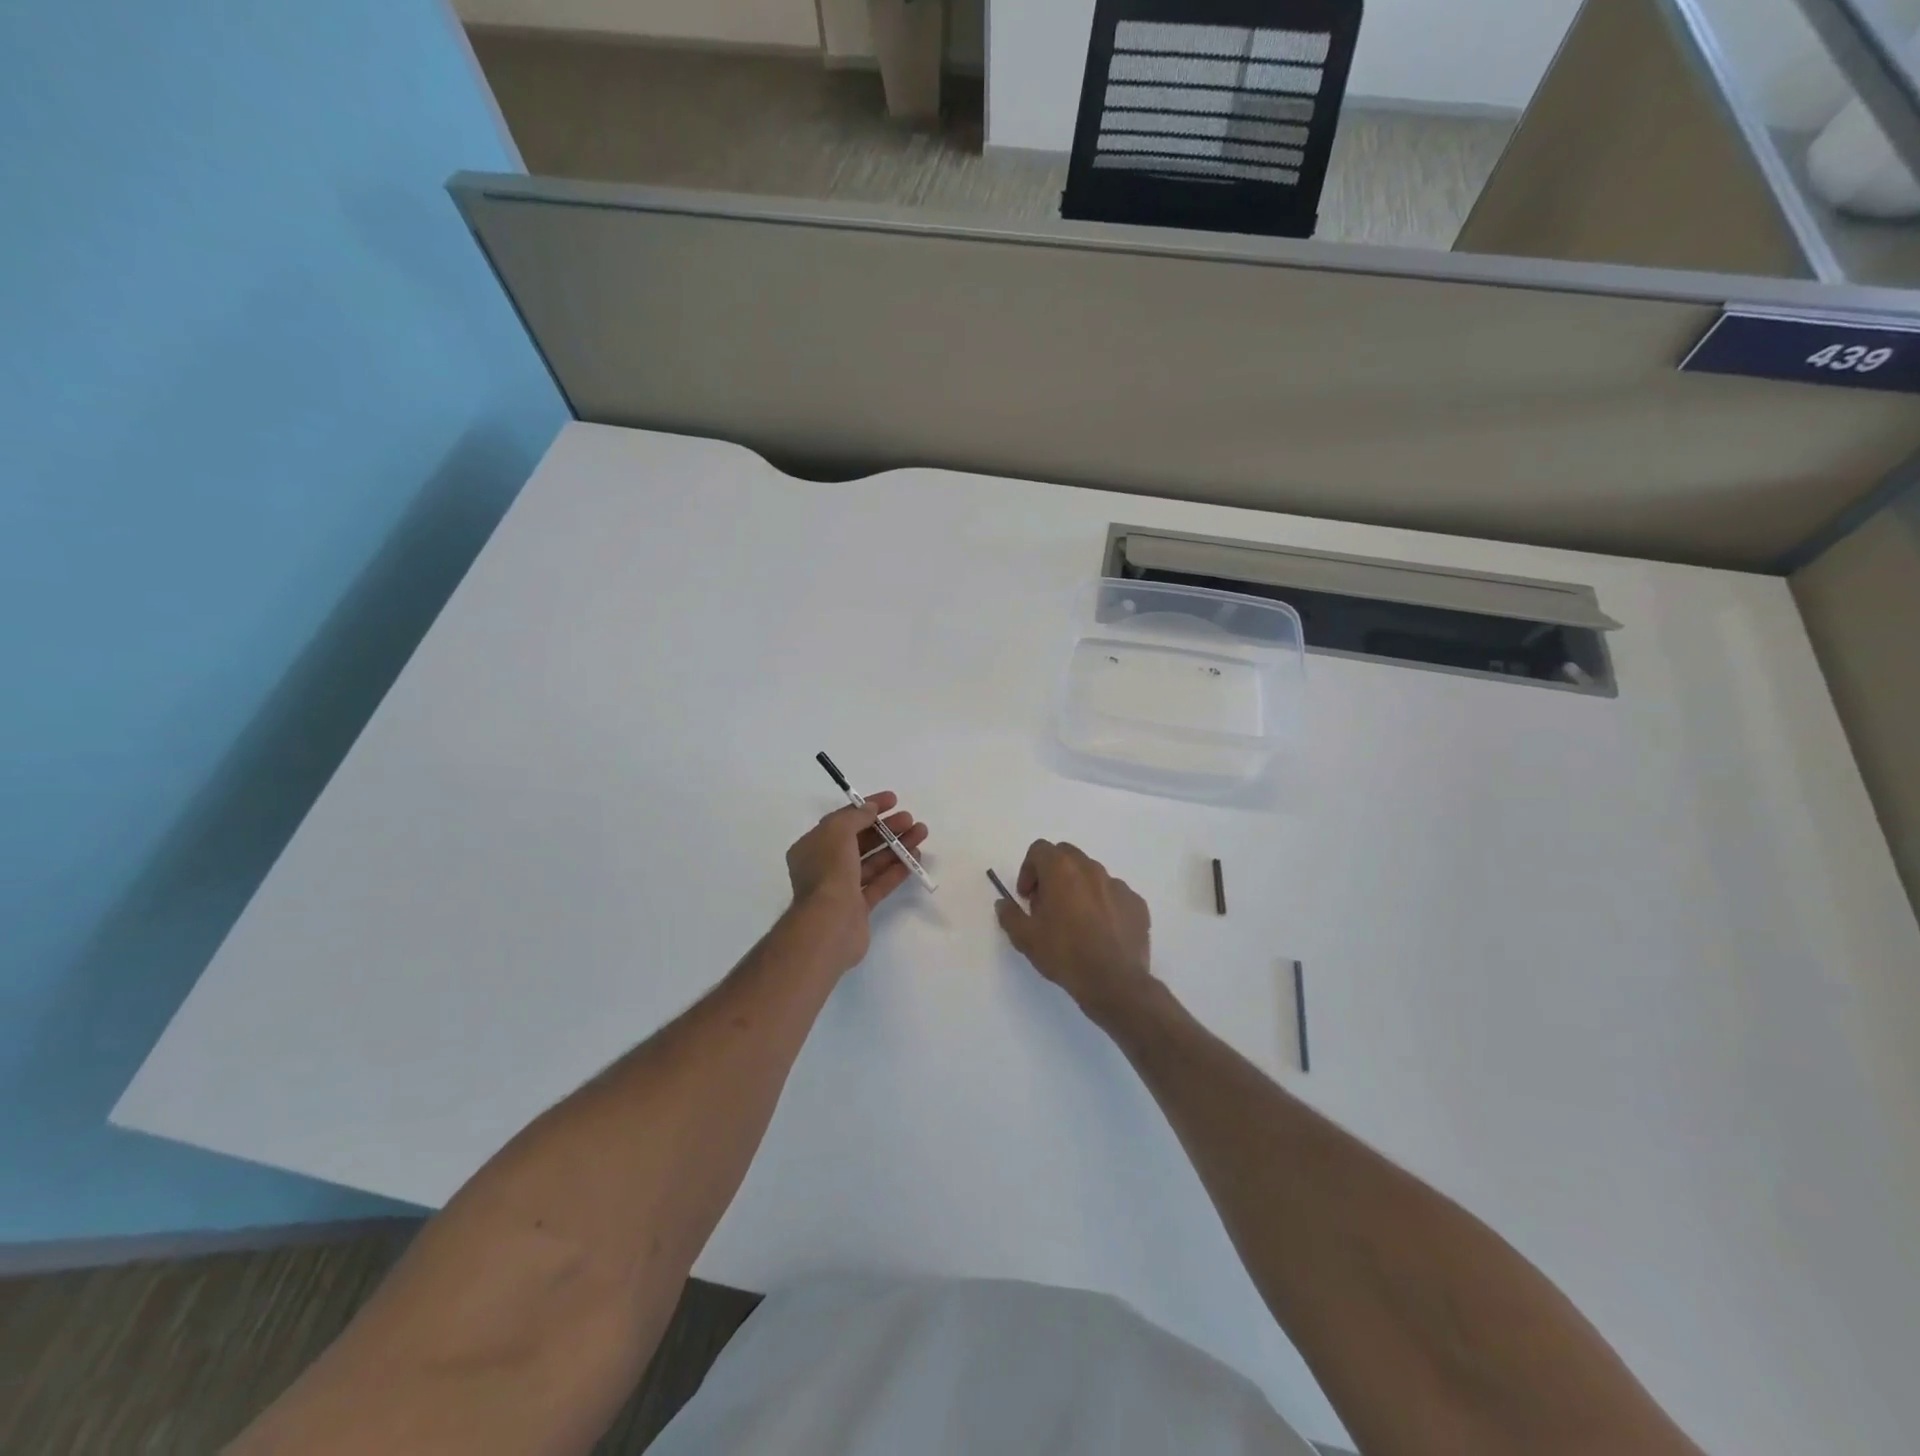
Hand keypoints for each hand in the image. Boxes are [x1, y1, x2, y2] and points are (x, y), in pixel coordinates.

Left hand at [785, 792, 929, 973]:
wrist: (830, 924)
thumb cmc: (829, 872)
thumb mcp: (838, 832)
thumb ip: (856, 817)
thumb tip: (870, 809)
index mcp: (812, 847)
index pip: (842, 820)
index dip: (867, 808)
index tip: (893, 800)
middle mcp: (824, 866)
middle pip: (860, 841)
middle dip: (886, 828)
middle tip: (910, 819)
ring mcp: (841, 888)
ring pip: (872, 861)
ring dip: (896, 847)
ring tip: (920, 834)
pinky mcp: (858, 907)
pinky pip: (879, 883)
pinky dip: (896, 870)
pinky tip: (914, 859)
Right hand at [994, 840, 1153, 1020]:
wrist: (1114, 982)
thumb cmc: (1064, 954)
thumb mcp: (1025, 938)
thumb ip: (1009, 915)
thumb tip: (1003, 903)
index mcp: (1062, 870)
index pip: (1039, 849)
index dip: (1028, 870)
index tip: (1027, 897)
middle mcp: (1091, 869)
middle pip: (1066, 855)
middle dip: (1053, 873)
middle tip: (1047, 904)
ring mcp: (1118, 885)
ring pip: (1092, 874)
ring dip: (1078, 888)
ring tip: (1075, 920)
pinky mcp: (1136, 903)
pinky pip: (1114, 894)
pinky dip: (1103, 904)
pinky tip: (1100, 931)